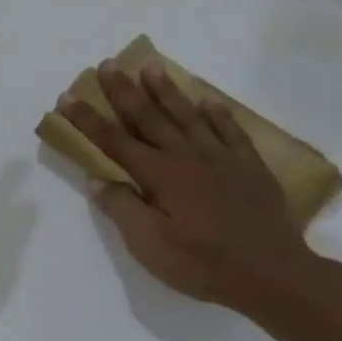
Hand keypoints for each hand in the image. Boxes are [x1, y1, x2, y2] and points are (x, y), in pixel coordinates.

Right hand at [62, 60, 318, 314]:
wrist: (274, 275)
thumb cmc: (203, 264)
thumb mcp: (149, 246)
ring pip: (188, 116)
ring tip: (150, 67)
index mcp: (160, 176)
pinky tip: (207, 101)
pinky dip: (217, 114)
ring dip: (166, 91)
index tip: (67, 98)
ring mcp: (222, 159)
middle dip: (124, 91)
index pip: (114, 141)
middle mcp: (188, 157)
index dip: (88, 120)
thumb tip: (99, 180)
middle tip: (107, 65)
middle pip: (149, 118)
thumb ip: (123, 208)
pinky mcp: (250, 168)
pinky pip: (230, 131)